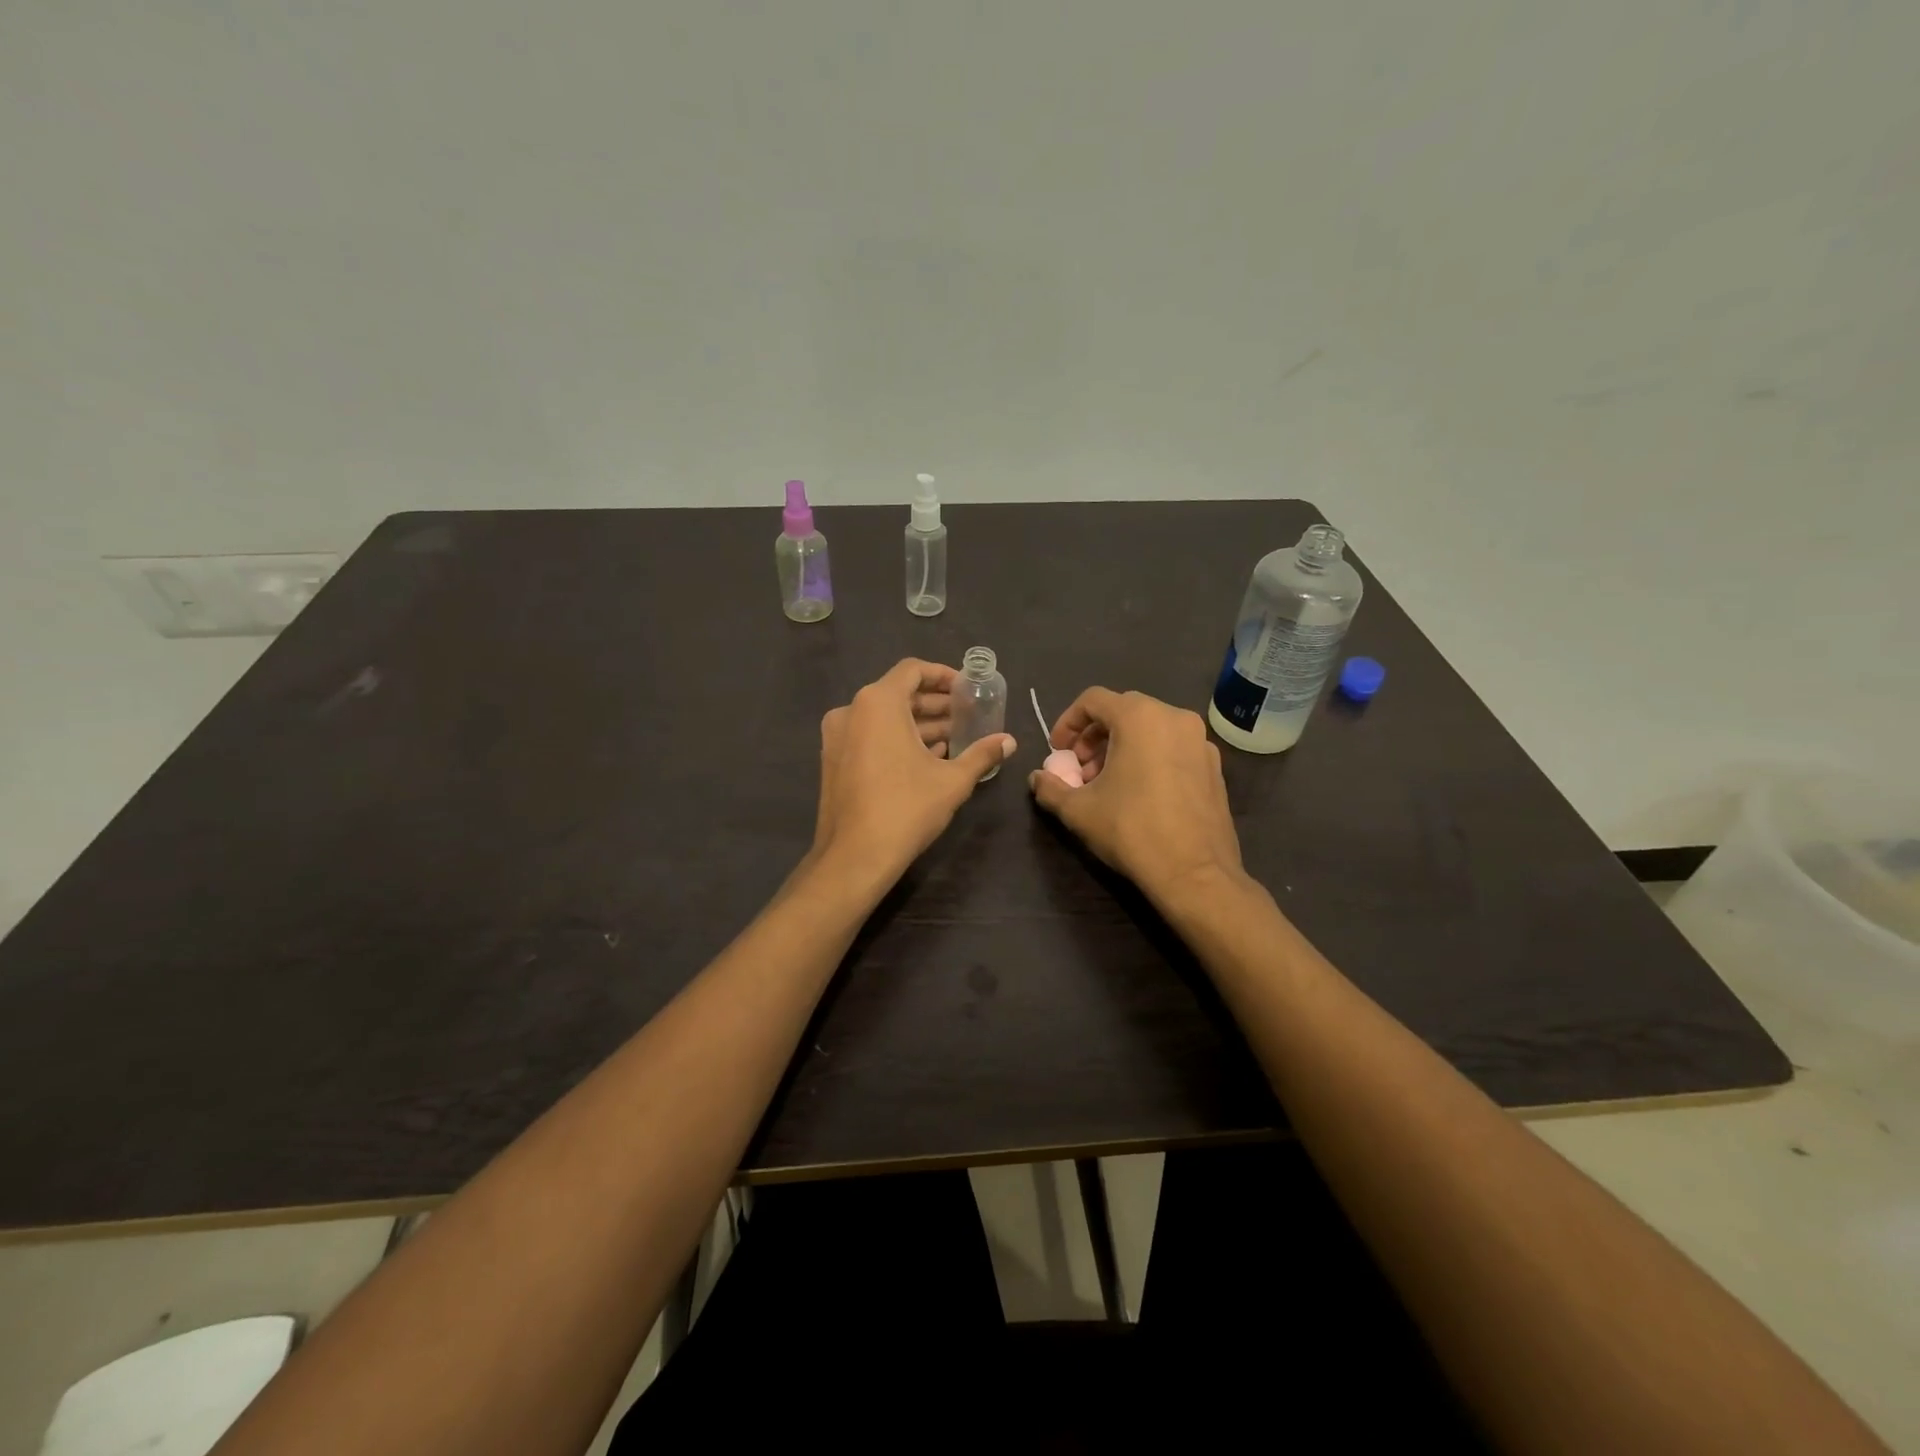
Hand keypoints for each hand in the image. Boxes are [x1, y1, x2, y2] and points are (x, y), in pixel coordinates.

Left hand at [810, 659, 1015, 888]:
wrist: (854, 857)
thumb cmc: (906, 808)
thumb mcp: (952, 780)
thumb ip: (982, 754)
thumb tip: (1010, 741)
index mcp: (878, 703)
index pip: (912, 670)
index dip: (943, 675)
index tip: (967, 688)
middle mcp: (851, 710)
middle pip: (899, 693)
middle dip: (935, 703)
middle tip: (968, 715)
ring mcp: (837, 736)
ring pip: (884, 717)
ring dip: (919, 724)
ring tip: (955, 738)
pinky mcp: (834, 760)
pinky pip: (870, 736)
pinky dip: (897, 739)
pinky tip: (928, 758)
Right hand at [1028, 688, 1245, 903]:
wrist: (1195, 873)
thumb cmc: (1131, 830)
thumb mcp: (1078, 810)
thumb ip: (1050, 787)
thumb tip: (1038, 778)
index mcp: (1140, 717)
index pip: (1093, 699)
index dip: (1068, 722)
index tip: (1058, 751)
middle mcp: (1174, 718)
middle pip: (1123, 711)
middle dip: (1095, 736)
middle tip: (1081, 769)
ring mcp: (1200, 741)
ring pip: (1151, 729)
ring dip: (1122, 747)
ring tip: (1108, 783)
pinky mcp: (1215, 766)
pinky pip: (1173, 748)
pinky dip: (1150, 758)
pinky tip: (1140, 793)